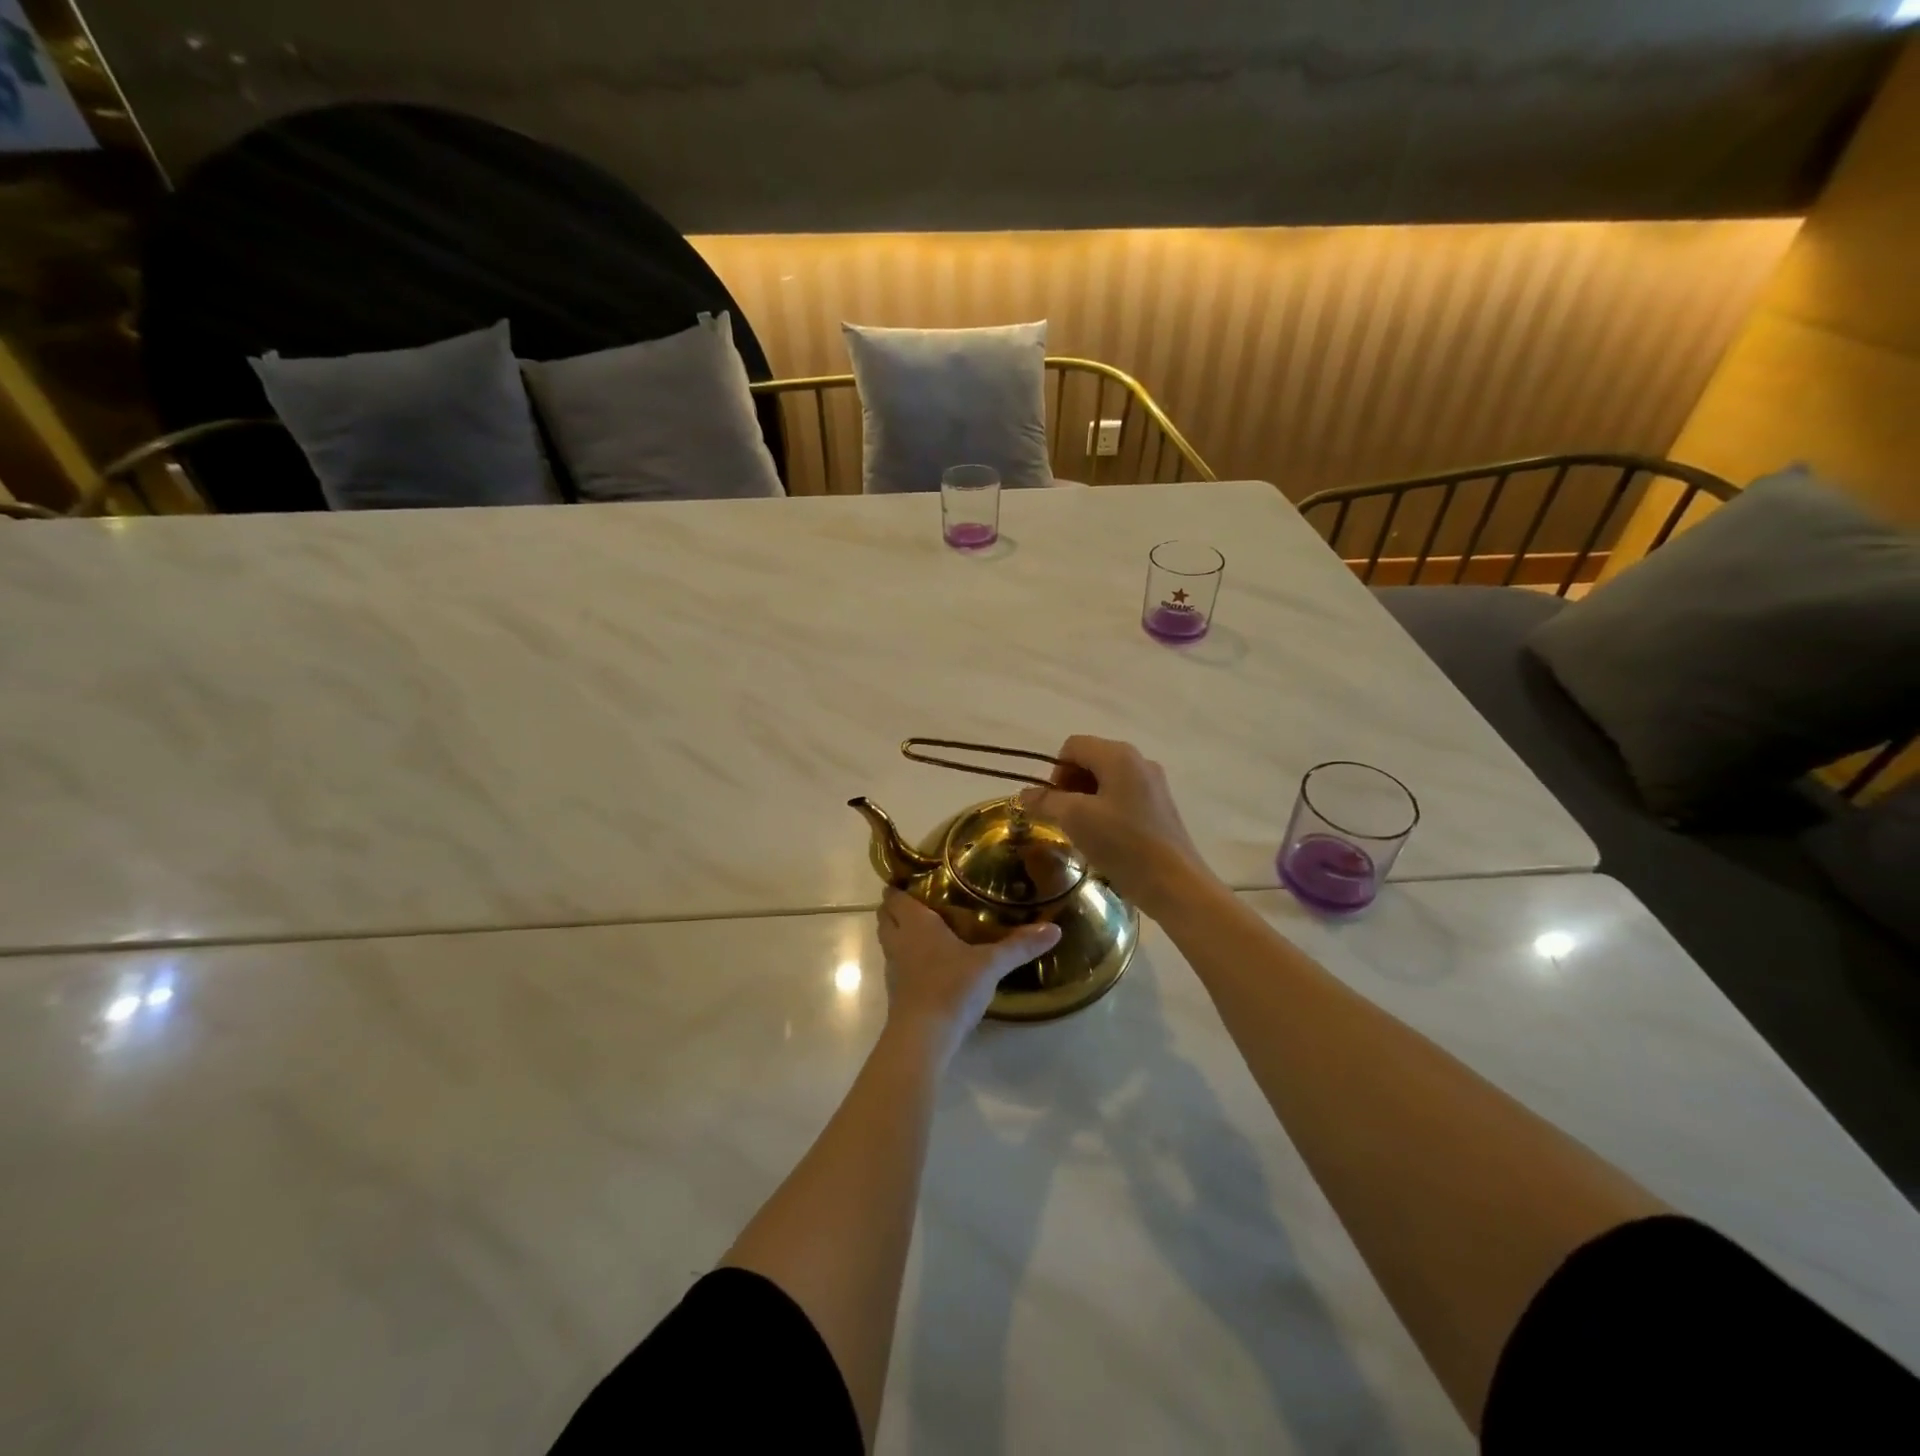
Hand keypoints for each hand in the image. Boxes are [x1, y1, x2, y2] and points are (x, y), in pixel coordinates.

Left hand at [876, 890, 1060, 1065]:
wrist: (923, 1037)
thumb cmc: (951, 987)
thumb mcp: (991, 965)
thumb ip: (1019, 946)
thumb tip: (1055, 929)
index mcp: (916, 924)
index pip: (896, 897)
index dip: (898, 887)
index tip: (913, 879)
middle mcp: (899, 941)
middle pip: (885, 917)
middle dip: (896, 908)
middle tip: (921, 902)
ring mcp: (894, 969)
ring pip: (889, 941)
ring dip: (899, 934)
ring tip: (926, 930)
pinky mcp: (897, 993)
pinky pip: (897, 966)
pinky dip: (907, 959)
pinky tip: (929, 965)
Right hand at [1019, 735, 1214, 918]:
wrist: (1174, 883)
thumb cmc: (1122, 844)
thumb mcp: (1075, 819)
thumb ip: (1047, 801)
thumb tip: (1024, 794)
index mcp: (1119, 755)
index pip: (1073, 746)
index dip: (1055, 771)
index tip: (1053, 804)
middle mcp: (1138, 761)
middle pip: (1090, 759)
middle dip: (1069, 785)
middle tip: (1063, 818)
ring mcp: (1153, 783)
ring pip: (1106, 779)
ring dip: (1086, 799)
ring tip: (1082, 830)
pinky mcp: (1160, 806)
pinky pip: (1123, 795)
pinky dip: (1105, 809)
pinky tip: (1105, 837)